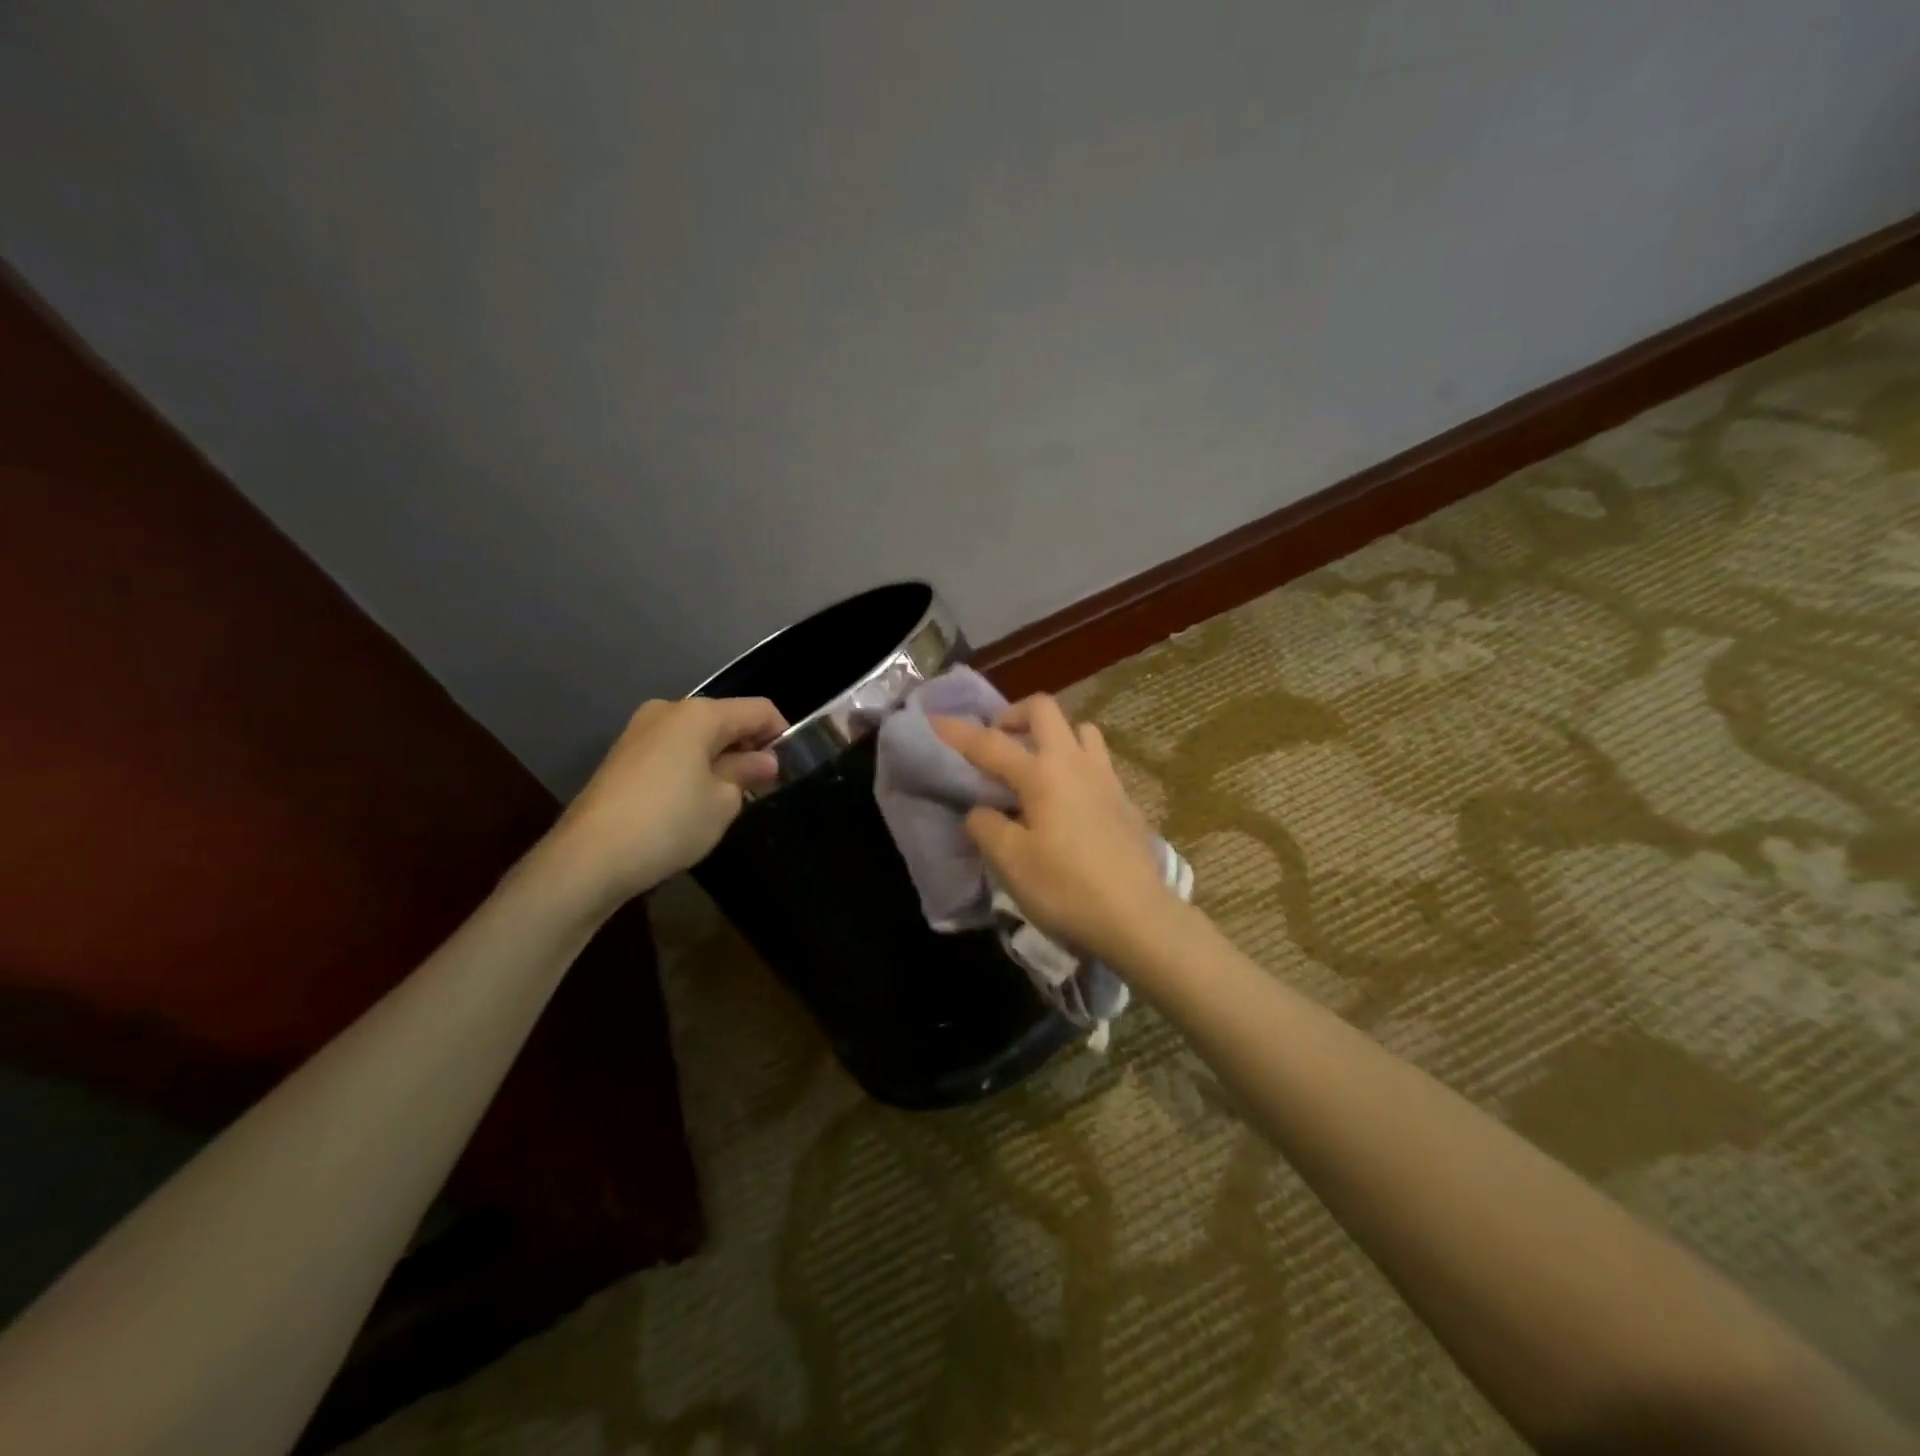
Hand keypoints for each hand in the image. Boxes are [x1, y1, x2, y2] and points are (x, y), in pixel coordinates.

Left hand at [548, 696, 785, 908]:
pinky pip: (673, 750)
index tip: (790, 767)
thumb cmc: (669, 823)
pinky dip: (692, 766)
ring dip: (720, 758)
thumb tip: (764, 761)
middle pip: (725, 718)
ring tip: (728, 797)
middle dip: (748, 746)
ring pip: (697, 735)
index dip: (781, 733)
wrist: (589, 858)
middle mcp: (668, 711)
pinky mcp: (622, 755)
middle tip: (762, 786)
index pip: (759, 710)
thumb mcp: (722, 802)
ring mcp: (640, 731)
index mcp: (699, 714)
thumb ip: (746, 773)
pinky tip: (693, 801)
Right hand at [932, 695, 1173, 964]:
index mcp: (1042, 773)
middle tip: (997, 740)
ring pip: (1080, 730)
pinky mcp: (1125, 800)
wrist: (1137, 916)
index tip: (934, 721)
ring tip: (1037, 766)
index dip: (958, 732)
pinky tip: (1069, 801)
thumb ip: (986, 827)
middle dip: (1013, 715)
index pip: (990, 743)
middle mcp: (1075, 763)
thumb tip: (981, 810)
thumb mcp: (1011, 862)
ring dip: (1053, 736)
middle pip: (1044, 710)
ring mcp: (1106, 778)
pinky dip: (1076, 765)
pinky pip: (1097, 762)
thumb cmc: (1066, 888)